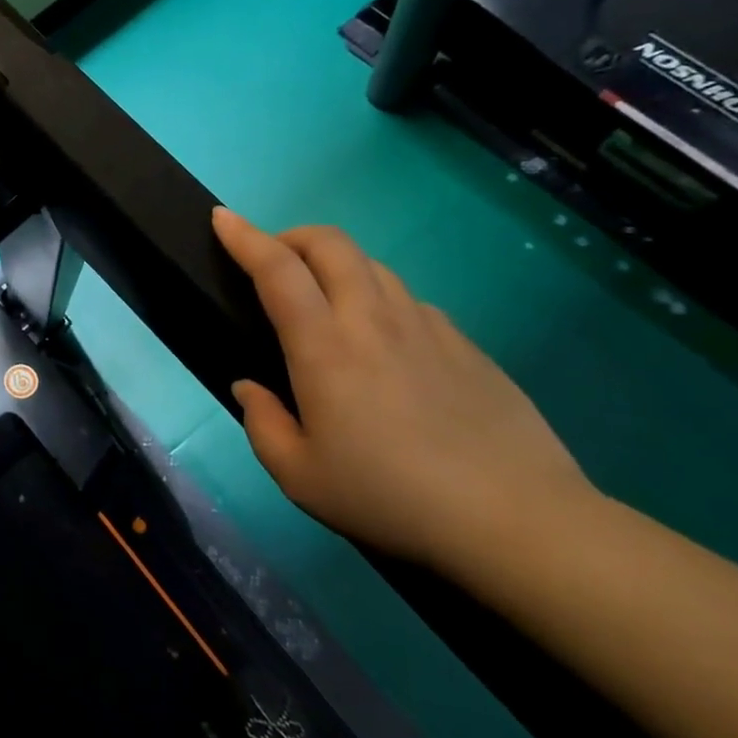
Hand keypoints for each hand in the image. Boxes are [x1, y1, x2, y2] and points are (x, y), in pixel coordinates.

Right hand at [212, 208, 597, 575]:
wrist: (515, 519)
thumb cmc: (390, 497)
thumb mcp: (301, 477)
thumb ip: (262, 424)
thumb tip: (250, 387)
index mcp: (324, 348)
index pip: (277, 269)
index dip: (245, 237)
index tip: (223, 218)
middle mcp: (372, 319)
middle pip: (330, 243)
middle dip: (292, 236)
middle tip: (273, 258)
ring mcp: (425, 326)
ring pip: (371, 265)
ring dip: (335, 265)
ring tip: (325, 300)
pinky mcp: (464, 343)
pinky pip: (408, 301)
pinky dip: (378, 300)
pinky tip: (384, 345)